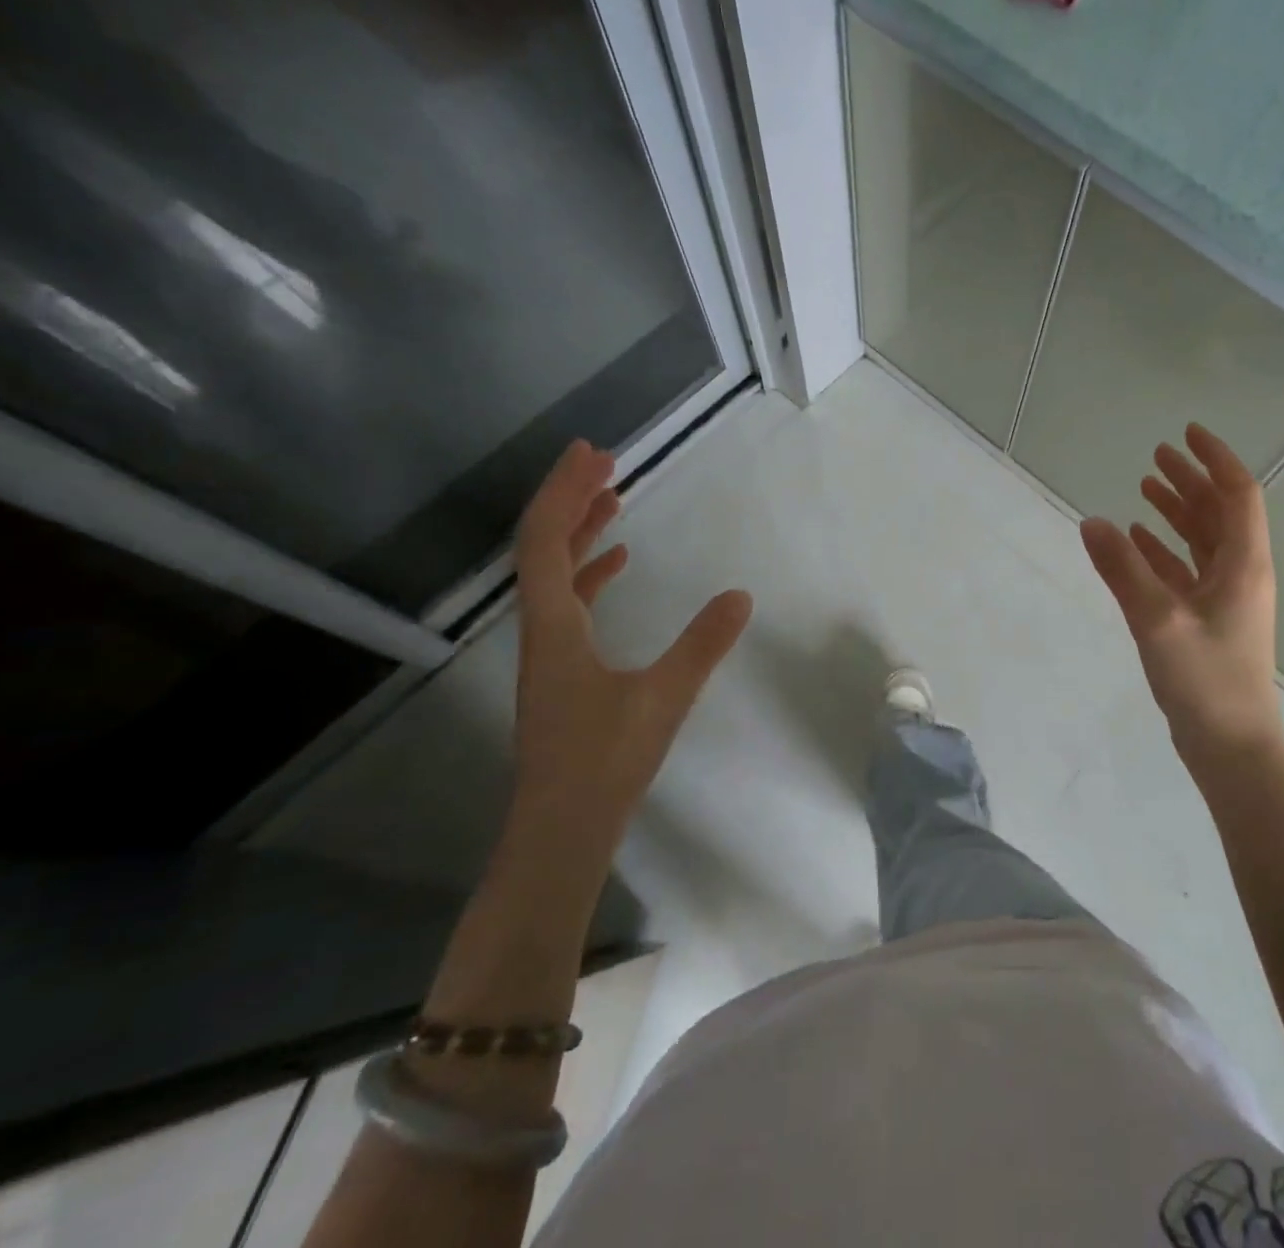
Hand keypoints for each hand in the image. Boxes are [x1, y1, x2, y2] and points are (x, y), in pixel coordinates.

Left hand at [511, 440, 751, 838]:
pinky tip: (619, 563)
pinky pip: (571, 602)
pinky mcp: (564, 670)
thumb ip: (702, 644)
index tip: (592, 453)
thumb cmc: (605, 762)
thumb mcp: (663, 697)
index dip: (564, 491)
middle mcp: (542, 629)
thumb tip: (741, 596)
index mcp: (553, 626)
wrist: (562, 830)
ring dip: (581, 531)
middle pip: (544, 547)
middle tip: (604, 460)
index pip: (547, 541)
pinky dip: (592, 572)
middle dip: (571, 498)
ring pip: (556, 573)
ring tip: (612, 498)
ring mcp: (550, 650)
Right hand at [1080, 424, 1283, 795]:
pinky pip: (1186, 571)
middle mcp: (1240, 574)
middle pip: (1219, 512)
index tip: (1185, 434)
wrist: (1231, 748)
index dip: (1214, 459)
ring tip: (1144, 488)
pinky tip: (1136, 542)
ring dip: (1177, 512)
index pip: (1237, 494)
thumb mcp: (1157, 620)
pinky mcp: (1206, 621)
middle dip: (1190, 480)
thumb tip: (1091, 521)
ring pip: (1202, 540)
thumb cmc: (1205, 680)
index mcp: (1244, 564)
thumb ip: (1122, 569)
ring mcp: (1224, 599)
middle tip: (1156, 456)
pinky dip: (1163, 550)